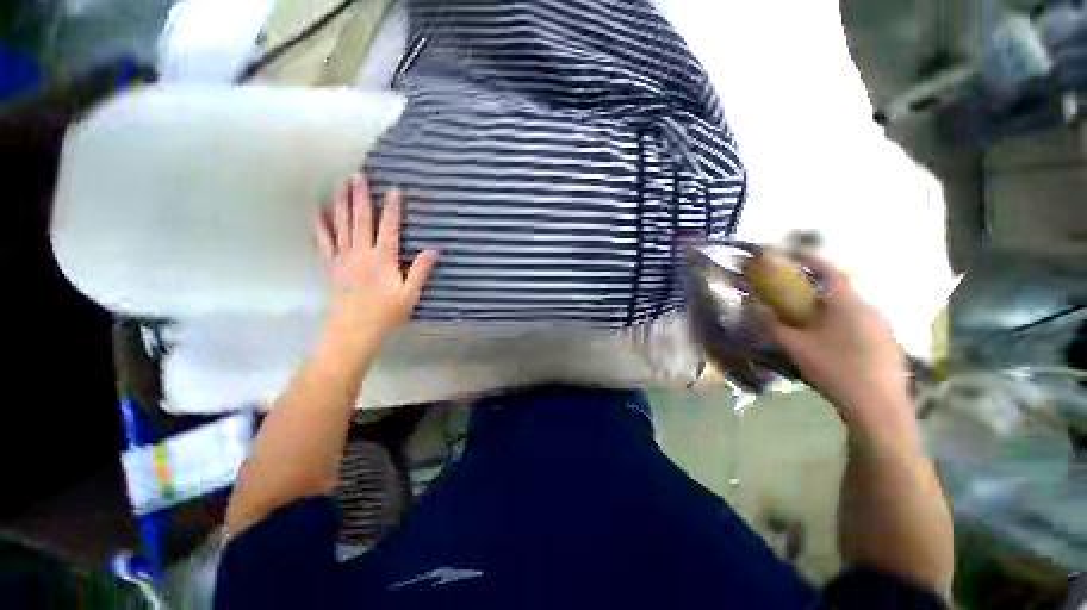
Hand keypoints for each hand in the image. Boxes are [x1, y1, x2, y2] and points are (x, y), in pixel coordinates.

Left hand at [312, 173, 437, 338]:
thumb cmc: (385, 313)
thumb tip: (433, 250)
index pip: (389, 228)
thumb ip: (420, 270)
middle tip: (357, 175)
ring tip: (339, 185)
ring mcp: (342, 258)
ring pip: (341, 225)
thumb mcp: (410, 294)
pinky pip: (323, 241)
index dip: (392, 208)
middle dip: (360, 196)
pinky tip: (317, 212)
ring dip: (340, 204)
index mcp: (383, 259)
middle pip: (361, 220)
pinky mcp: (330, 266)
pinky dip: (320, 225)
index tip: (393, 189)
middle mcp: (361, 253)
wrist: (352, 330)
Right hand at [762, 255, 908, 421]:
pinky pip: (860, 323)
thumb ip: (770, 323)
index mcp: (846, 303)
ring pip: (850, 308)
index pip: (828, 269)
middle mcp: (869, 308)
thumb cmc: (834, 369)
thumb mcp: (794, 346)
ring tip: (810, 322)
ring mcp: (883, 326)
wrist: (878, 407)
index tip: (790, 254)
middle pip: (839, 289)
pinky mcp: (889, 344)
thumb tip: (751, 305)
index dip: (808, 258)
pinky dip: (842, 323)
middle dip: (815, 287)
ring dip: (829, 307)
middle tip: (794, 296)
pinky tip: (832, 344)